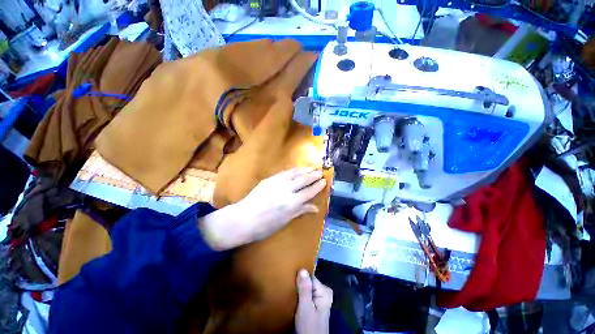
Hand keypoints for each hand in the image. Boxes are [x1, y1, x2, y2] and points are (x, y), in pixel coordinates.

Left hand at [199, 167, 325, 249]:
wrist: (243, 219)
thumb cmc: (265, 226)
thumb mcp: (285, 221)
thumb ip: (300, 211)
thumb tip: (315, 208)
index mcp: (292, 203)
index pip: (309, 191)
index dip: (317, 186)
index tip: (324, 181)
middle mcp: (287, 190)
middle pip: (304, 179)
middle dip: (314, 175)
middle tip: (321, 171)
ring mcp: (277, 182)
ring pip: (295, 173)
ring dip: (305, 169)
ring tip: (312, 167)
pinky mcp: (270, 179)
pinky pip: (285, 172)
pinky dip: (293, 170)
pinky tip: (297, 168)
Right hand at [295, 269, 332, 333]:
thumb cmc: (309, 327)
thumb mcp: (305, 308)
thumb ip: (304, 289)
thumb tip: (302, 270)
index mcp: (325, 291)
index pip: (309, 277)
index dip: (300, 279)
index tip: (291, 281)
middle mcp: (325, 292)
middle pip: (309, 282)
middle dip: (300, 284)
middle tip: (290, 287)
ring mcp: (321, 298)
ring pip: (307, 288)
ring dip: (299, 290)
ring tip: (291, 291)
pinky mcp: (316, 304)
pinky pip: (307, 294)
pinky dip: (301, 295)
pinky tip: (295, 298)